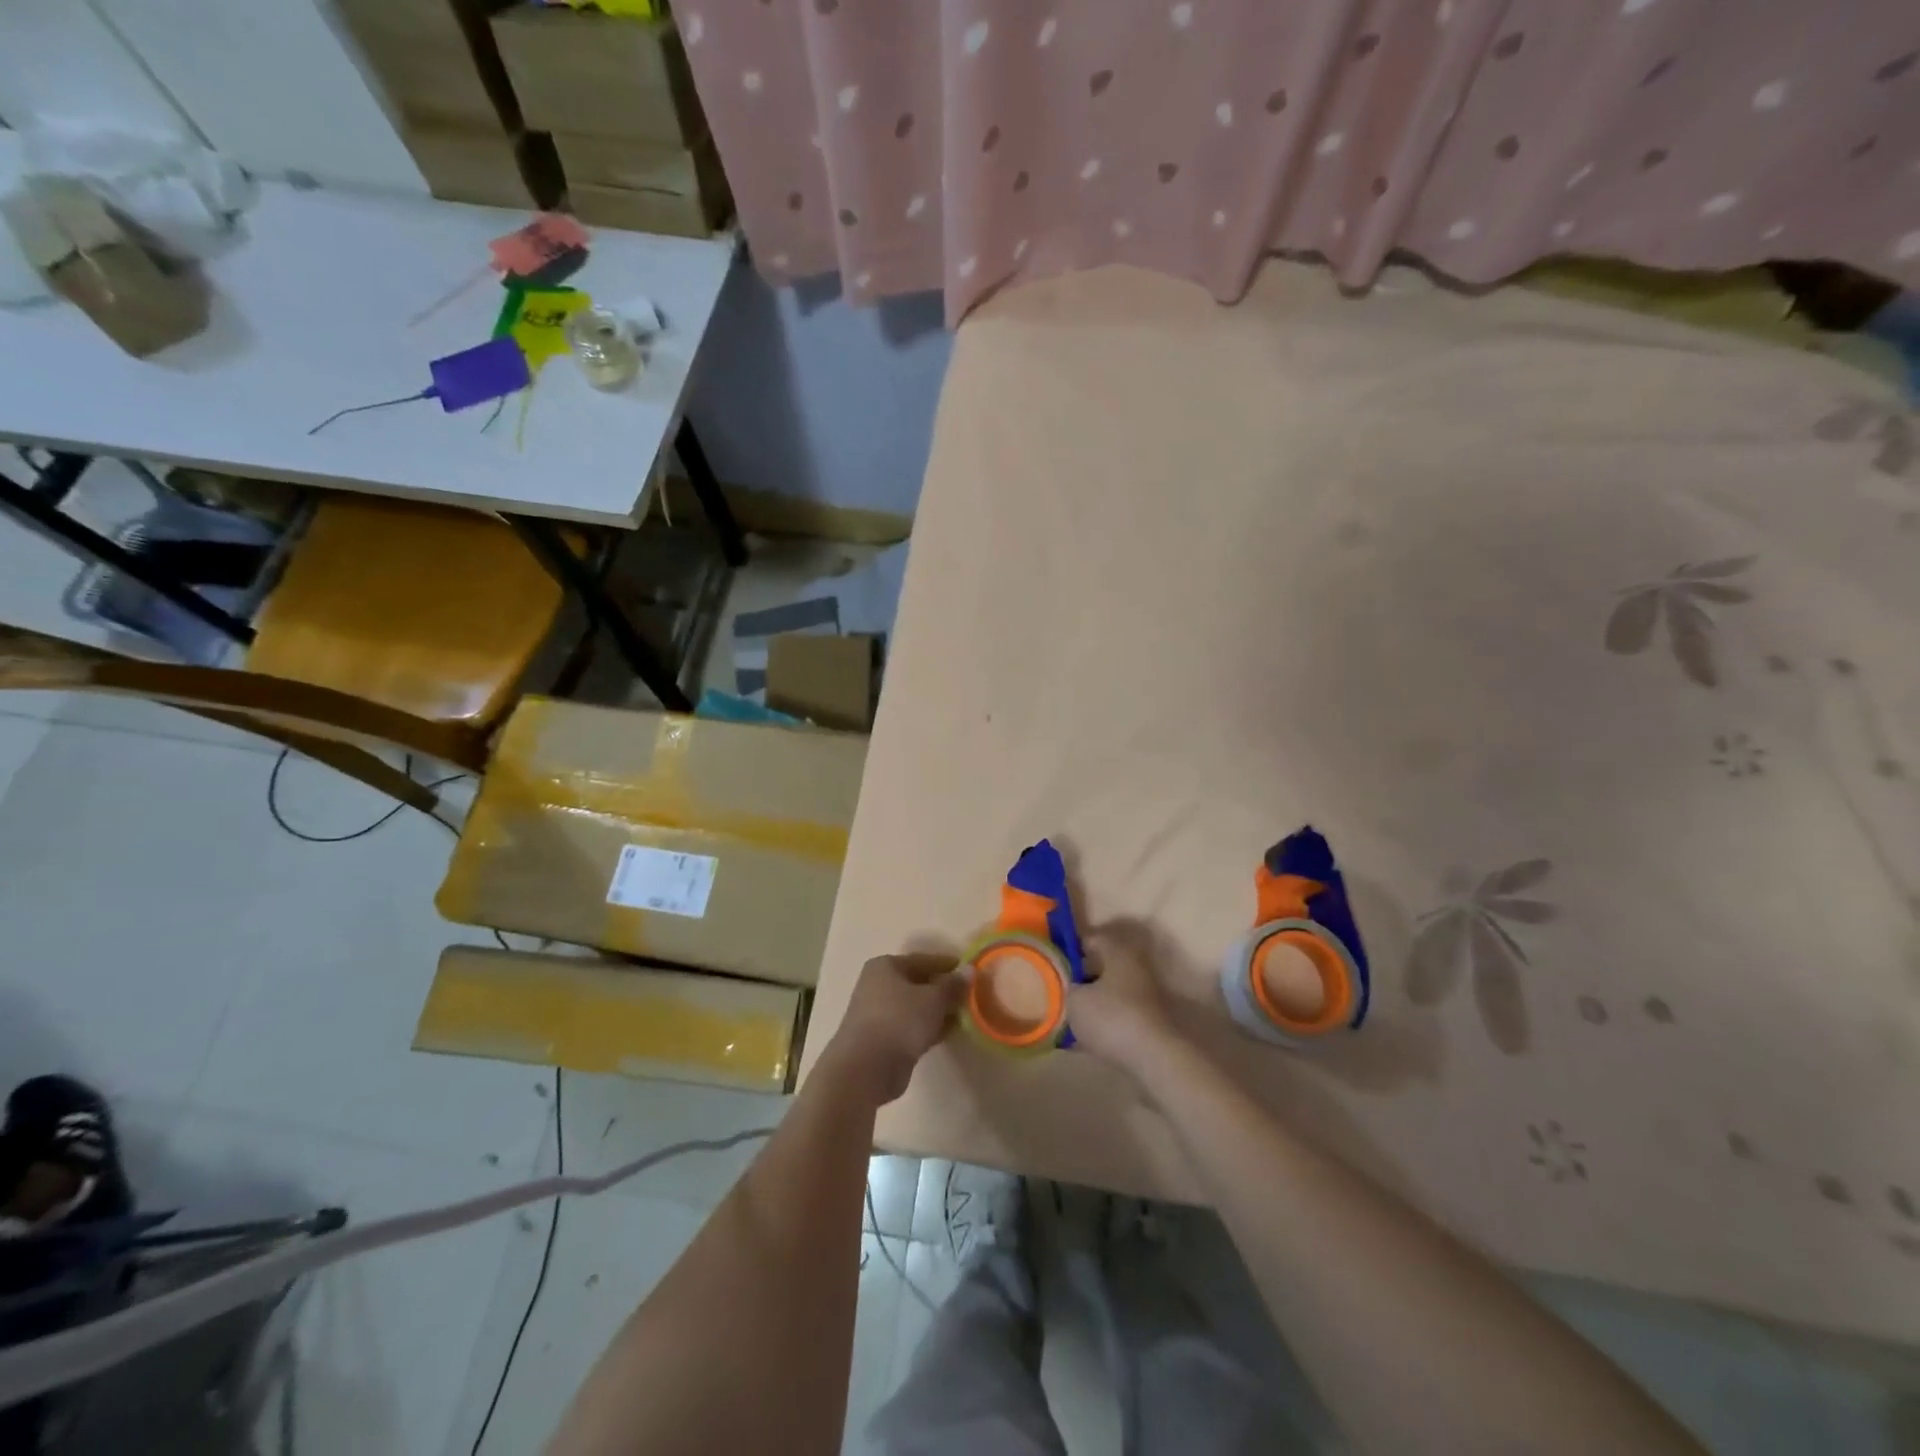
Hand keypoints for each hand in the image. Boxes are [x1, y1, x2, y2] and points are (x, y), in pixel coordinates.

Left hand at [823, 954, 966, 1106]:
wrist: (866, 1068)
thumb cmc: (899, 1021)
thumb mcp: (933, 999)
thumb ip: (953, 985)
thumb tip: (970, 969)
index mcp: (885, 966)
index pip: (923, 960)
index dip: (948, 966)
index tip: (971, 973)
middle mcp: (878, 985)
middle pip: (918, 983)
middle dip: (944, 990)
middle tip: (971, 997)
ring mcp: (879, 1014)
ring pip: (915, 1007)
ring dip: (937, 1011)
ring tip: (965, 1016)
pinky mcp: (883, 1039)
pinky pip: (911, 1027)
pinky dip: (928, 1028)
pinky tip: (949, 1033)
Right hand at [1068, 922, 1179, 1074]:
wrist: (1153, 1059)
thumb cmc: (1111, 1018)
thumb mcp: (1075, 1000)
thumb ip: (1068, 988)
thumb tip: (1071, 987)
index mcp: (1119, 953)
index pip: (1093, 939)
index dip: (1072, 946)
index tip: (1054, 957)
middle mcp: (1135, 968)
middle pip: (1103, 966)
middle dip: (1081, 975)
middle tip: (1058, 986)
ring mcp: (1145, 997)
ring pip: (1111, 992)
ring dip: (1092, 1000)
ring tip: (1068, 1013)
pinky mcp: (1147, 1023)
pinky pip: (1118, 1015)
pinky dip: (1102, 1021)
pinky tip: (1083, 1036)